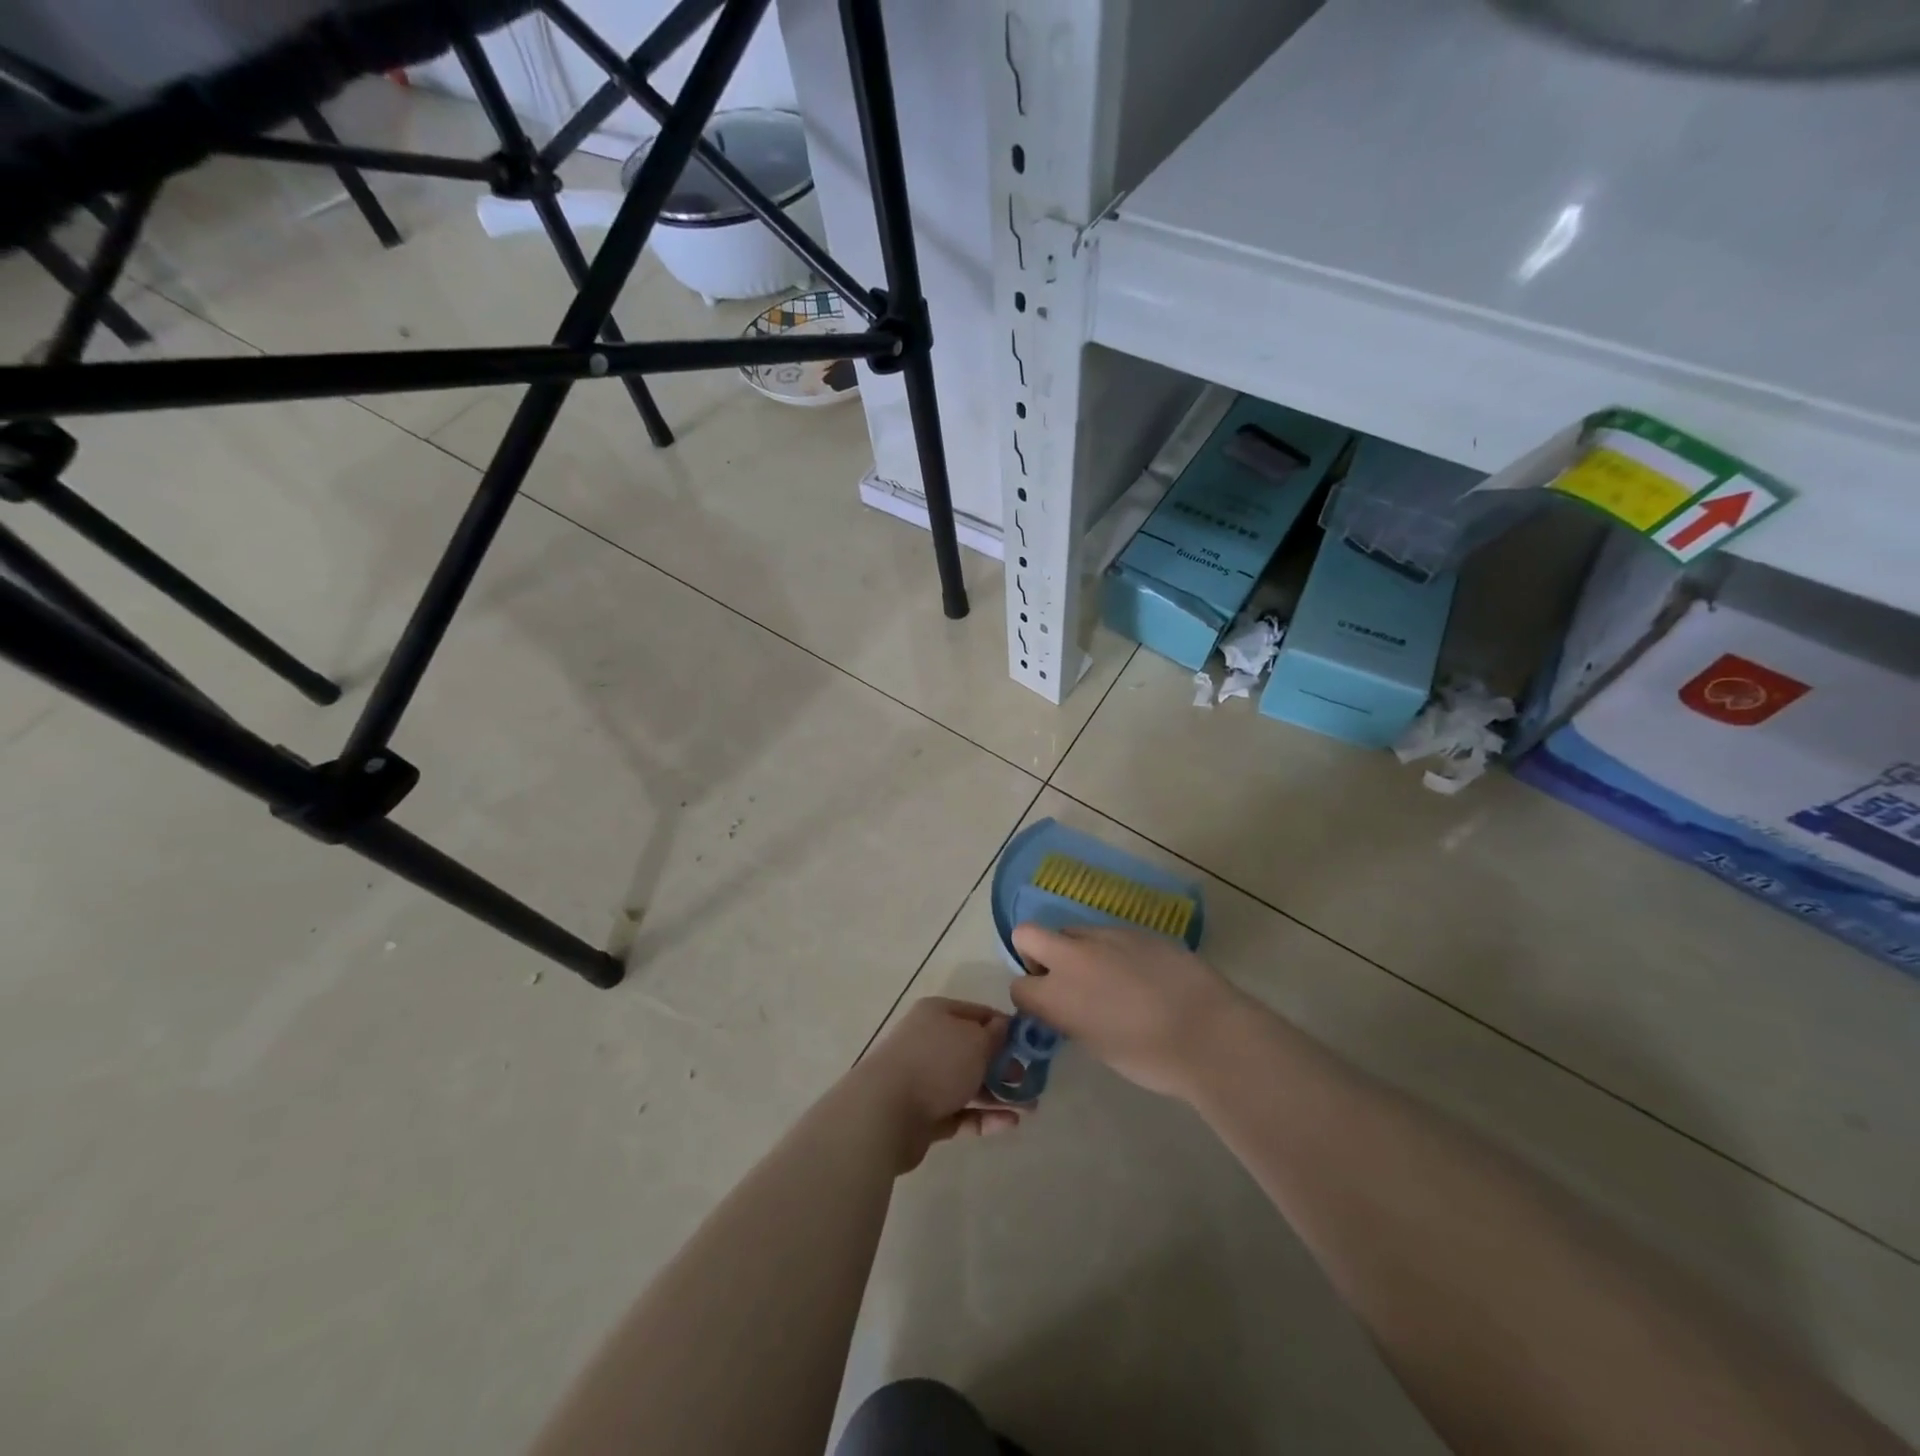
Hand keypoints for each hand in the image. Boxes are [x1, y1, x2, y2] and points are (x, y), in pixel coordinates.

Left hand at [845, 998, 1023, 1172]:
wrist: (885, 1112)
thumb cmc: (936, 1063)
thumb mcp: (975, 1041)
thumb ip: (995, 1035)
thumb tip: (1003, 1027)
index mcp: (938, 1014)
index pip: (978, 1014)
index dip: (1005, 1027)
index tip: (1030, 1045)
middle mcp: (930, 1041)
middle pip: (973, 1051)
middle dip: (1004, 1066)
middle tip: (1031, 1081)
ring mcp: (925, 1079)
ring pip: (969, 1084)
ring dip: (999, 1094)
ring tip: (1029, 1108)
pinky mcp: (925, 1114)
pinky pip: (960, 1112)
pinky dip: (983, 1117)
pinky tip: (1009, 1124)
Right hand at [1010, 923, 1245, 1101]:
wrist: (1206, 1033)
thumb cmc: (1149, 1058)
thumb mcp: (1096, 1045)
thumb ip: (1071, 1017)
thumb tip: (1071, 1005)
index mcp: (1056, 996)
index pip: (1018, 985)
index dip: (1031, 995)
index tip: (1049, 1007)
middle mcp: (1071, 958)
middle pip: (1027, 933)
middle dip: (1035, 951)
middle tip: (1063, 976)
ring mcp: (1104, 937)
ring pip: (1072, 931)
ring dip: (1079, 950)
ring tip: (1111, 977)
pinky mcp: (1134, 929)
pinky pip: (1109, 934)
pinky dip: (1114, 950)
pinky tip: (1142, 973)